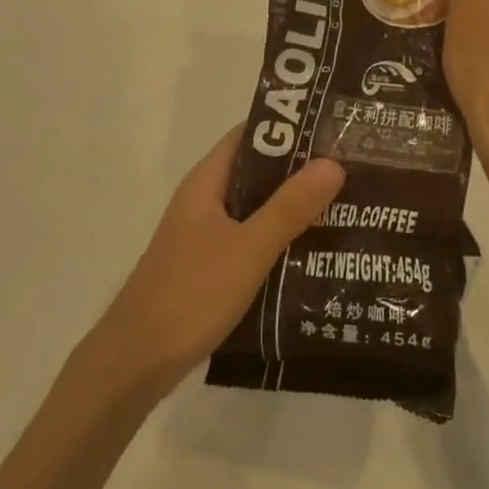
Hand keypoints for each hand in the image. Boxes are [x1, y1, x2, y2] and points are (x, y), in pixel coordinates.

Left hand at [84, 129, 344, 399]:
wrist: (137, 360)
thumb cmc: (191, 294)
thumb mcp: (248, 249)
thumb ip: (289, 208)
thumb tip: (333, 162)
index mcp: (206, 182)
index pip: (248, 136)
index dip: (287, 127)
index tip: (332, 128)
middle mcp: (204, 201)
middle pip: (256, 173)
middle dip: (299, 170)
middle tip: (352, 170)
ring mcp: (204, 236)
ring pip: (255, 210)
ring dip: (292, 208)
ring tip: (346, 209)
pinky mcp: (209, 268)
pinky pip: (250, 242)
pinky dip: (279, 241)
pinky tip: (315, 255)